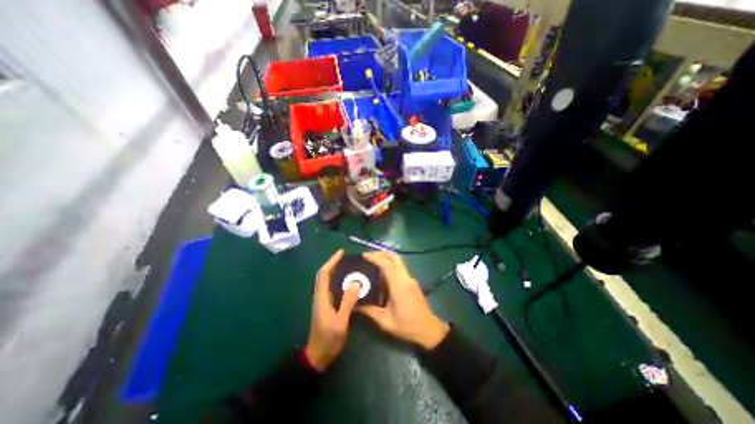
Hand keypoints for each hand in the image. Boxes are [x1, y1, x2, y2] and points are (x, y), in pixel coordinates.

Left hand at [303, 249, 358, 371]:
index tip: (341, 252)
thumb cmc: (328, 339)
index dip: (331, 261)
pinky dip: (337, 280)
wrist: (317, 356)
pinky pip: (331, 288)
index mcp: (321, 297)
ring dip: (335, 271)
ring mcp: (322, 301)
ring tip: (349, 266)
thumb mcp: (340, 321)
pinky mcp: (326, 306)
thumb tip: (355, 282)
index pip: (324, 274)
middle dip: (333, 263)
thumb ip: (347, 302)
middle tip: (347, 258)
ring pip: (326, 281)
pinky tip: (348, 282)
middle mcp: (320, 296)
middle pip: (324, 275)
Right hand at [358, 253, 446, 349]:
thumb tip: (354, 305)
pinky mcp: (412, 282)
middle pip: (394, 258)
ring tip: (372, 262)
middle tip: (368, 256)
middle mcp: (405, 278)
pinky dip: (390, 265)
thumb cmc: (407, 326)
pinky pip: (400, 268)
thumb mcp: (386, 321)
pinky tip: (381, 273)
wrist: (429, 330)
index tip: (364, 255)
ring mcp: (410, 279)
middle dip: (381, 253)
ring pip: (398, 261)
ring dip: (386, 258)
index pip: (387, 264)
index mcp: (399, 285)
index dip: (375, 257)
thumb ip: (369, 311)